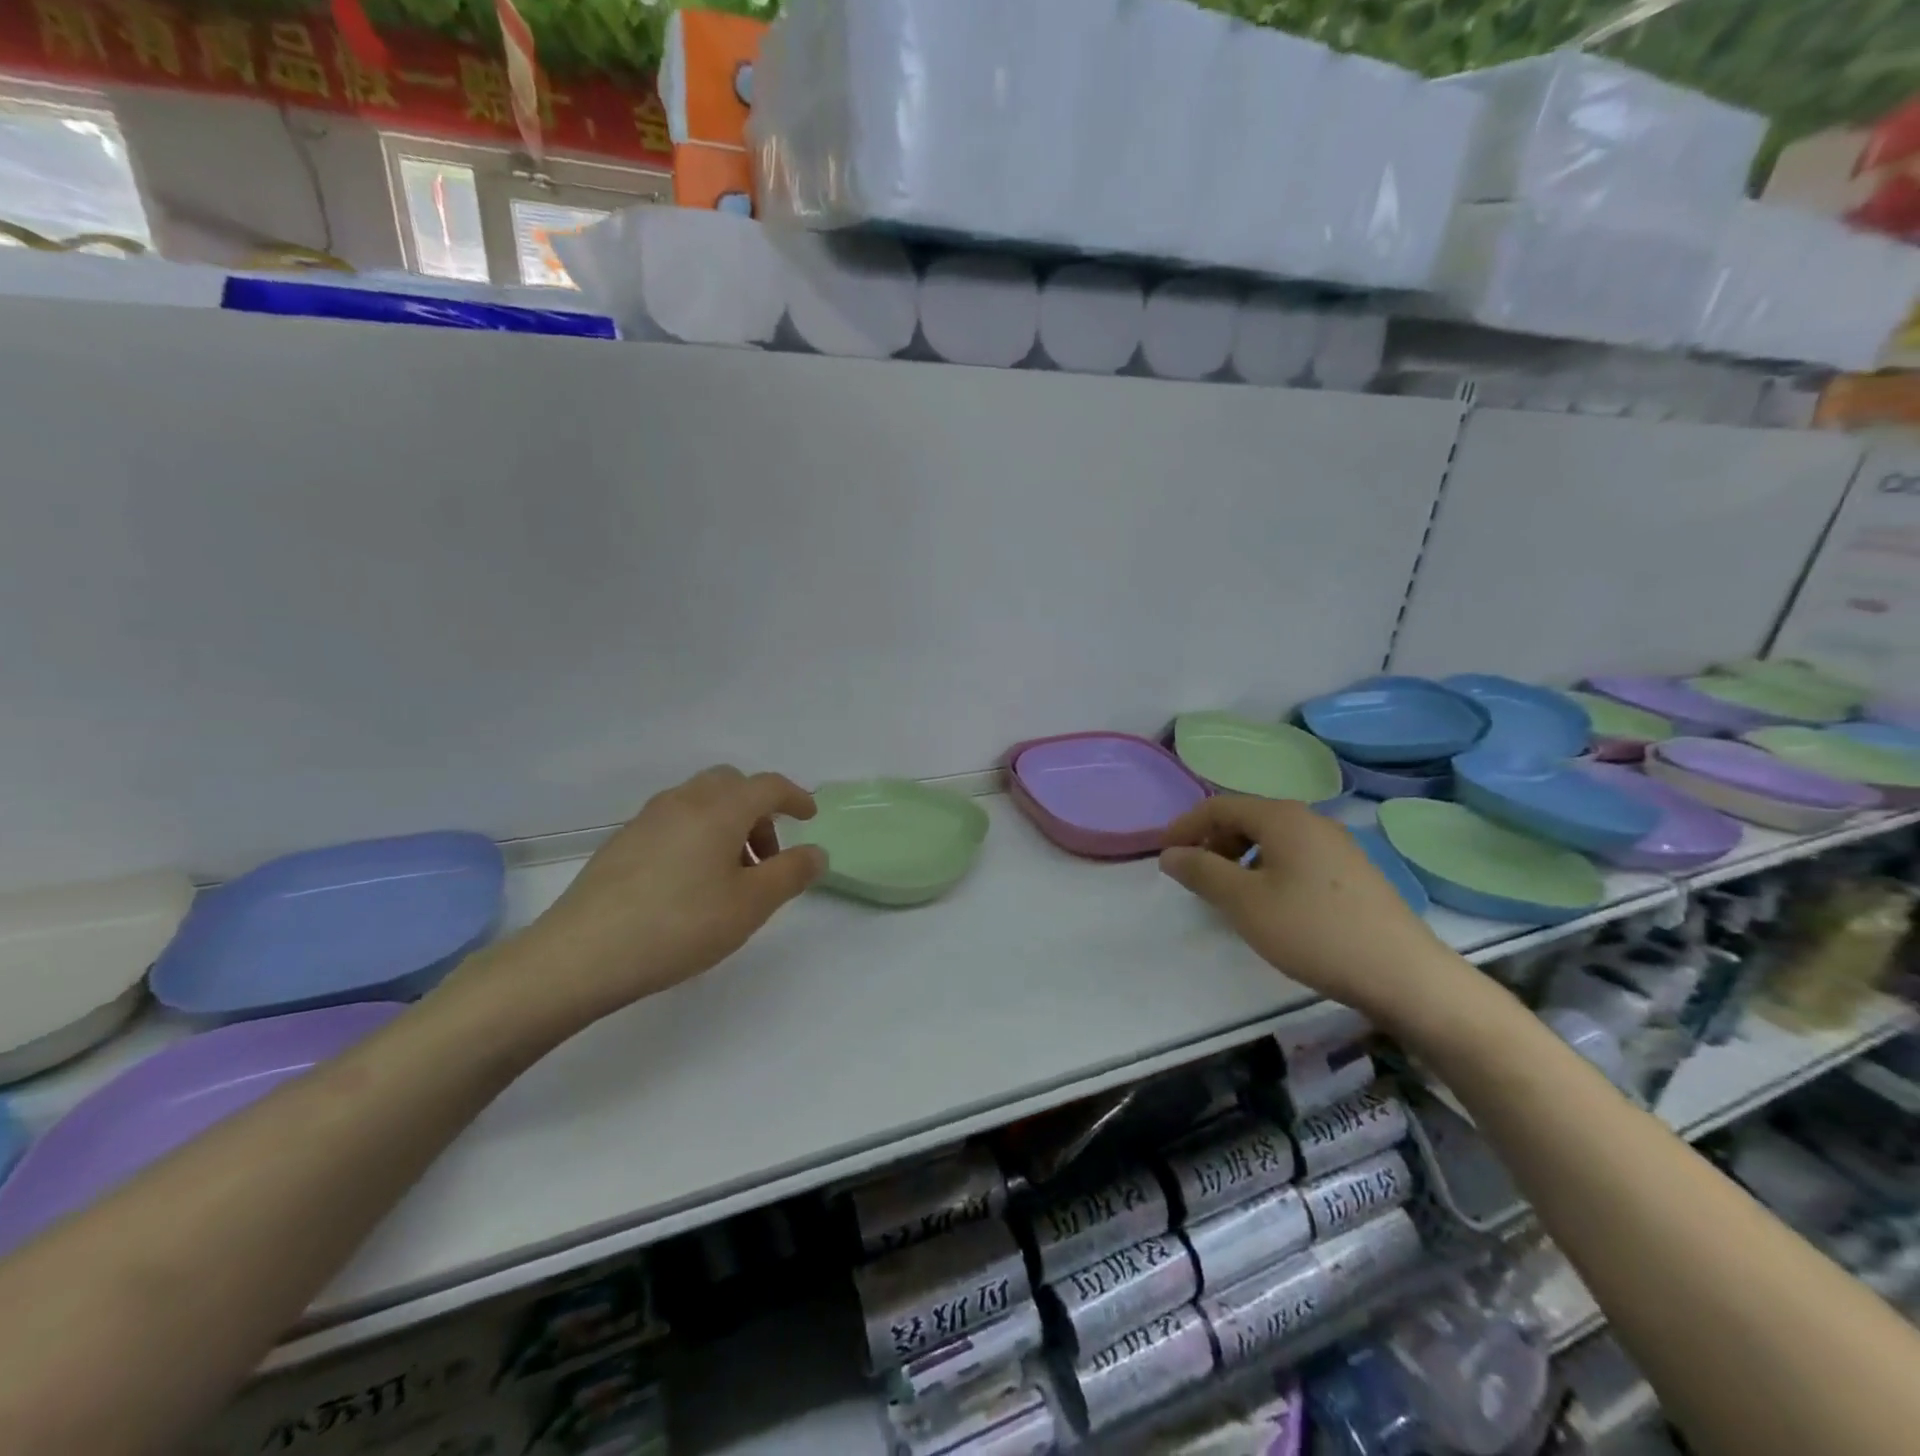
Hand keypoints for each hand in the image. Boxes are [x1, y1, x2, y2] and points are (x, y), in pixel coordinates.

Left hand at [476, 767, 825, 1028]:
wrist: (581, 954)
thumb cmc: (680, 925)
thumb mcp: (751, 905)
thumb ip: (791, 873)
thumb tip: (817, 852)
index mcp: (720, 809)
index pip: (768, 785)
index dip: (794, 797)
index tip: (809, 818)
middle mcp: (684, 801)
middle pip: (731, 785)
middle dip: (758, 811)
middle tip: (768, 855)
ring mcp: (647, 819)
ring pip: (701, 802)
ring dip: (728, 824)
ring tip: (731, 876)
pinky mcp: (622, 842)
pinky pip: (675, 821)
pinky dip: (698, 835)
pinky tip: (691, 883)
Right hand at [1159, 797, 1464, 1031]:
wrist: (1403, 974)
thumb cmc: (1313, 931)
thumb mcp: (1244, 902)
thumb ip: (1202, 871)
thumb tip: (1170, 853)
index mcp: (1282, 817)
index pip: (1219, 806)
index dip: (1185, 826)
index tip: (1163, 855)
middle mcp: (1310, 819)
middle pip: (1247, 817)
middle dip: (1212, 841)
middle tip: (1194, 876)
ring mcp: (1336, 844)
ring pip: (1272, 838)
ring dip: (1239, 857)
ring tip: (1228, 893)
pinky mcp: (1352, 871)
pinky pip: (1295, 856)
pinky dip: (1267, 869)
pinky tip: (1270, 904)